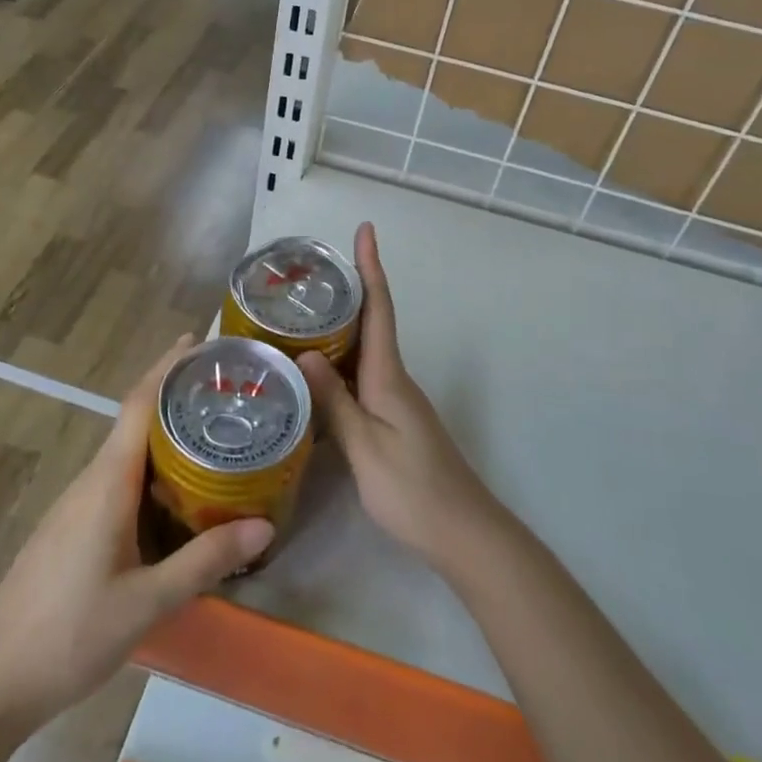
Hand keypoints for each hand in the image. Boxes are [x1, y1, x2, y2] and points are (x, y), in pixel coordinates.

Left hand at [0, 337, 273, 732]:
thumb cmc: (70, 634)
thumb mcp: (148, 602)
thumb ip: (205, 561)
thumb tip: (264, 526)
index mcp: (107, 483)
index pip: (139, 405)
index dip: (168, 367)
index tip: (200, 343)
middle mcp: (90, 481)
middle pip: (135, 421)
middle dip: (175, 396)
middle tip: (226, 390)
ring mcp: (76, 505)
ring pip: (126, 454)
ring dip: (165, 435)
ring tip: (213, 435)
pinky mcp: (71, 529)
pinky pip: (117, 481)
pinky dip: (150, 470)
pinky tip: (175, 495)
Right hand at [298, 224, 502, 574]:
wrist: (462, 532)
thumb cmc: (411, 487)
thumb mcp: (364, 446)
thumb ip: (334, 401)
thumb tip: (305, 353)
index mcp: (388, 375)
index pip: (379, 308)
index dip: (371, 268)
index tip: (366, 230)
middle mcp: (394, 378)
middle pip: (371, 322)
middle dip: (348, 291)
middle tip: (307, 275)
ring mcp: (397, 400)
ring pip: (364, 351)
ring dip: (340, 328)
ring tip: (299, 316)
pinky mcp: (394, 420)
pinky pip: (363, 377)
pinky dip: (341, 364)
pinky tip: (317, 374)